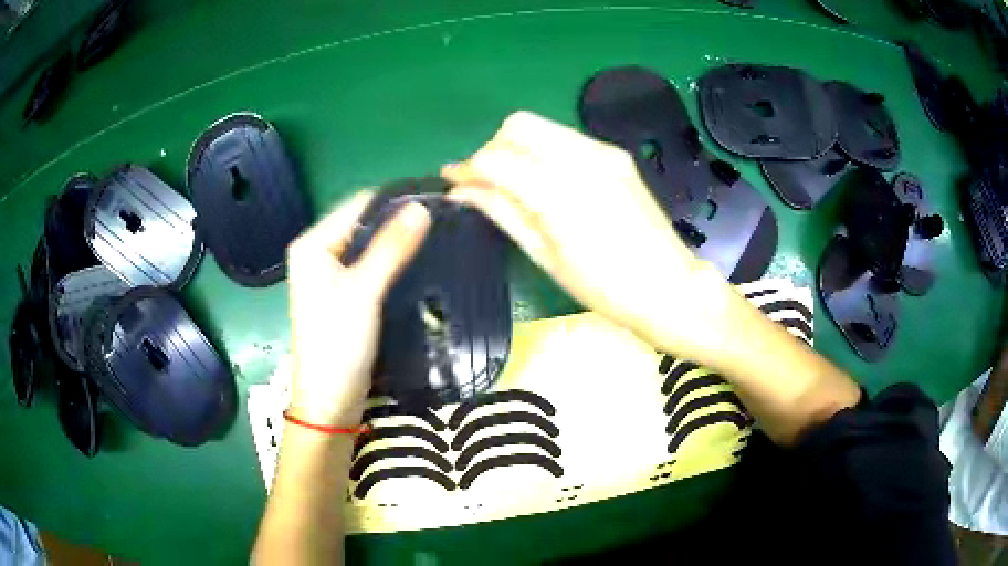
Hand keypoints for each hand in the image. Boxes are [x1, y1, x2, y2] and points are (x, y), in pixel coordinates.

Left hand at [285, 192, 430, 425]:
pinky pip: (370, 268)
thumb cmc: (337, 343)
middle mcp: (318, 253)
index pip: (358, 205)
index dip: (395, 200)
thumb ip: (391, 247)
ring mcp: (330, 276)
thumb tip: (422, 206)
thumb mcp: (364, 291)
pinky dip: (392, 263)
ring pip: (369, 247)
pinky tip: (417, 263)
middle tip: (442, 221)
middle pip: (363, 224)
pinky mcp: (343, 296)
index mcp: (313, 244)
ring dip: (398, 243)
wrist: (329, 402)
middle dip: (398, 222)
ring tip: (437, 237)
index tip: (436, 200)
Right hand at [443, 111, 732, 357]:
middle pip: (517, 126)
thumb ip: (501, 212)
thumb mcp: (544, 254)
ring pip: (541, 126)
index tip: (452, 182)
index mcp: (558, 191)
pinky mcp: (616, 154)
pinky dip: (544, 151)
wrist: (668, 286)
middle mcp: (580, 157)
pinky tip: (548, 181)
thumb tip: (460, 191)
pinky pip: (566, 138)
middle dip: (493, 149)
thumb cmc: (603, 287)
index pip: (495, 158)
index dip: (467, 168)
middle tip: (488, 183)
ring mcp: (602, 151)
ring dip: (517, 147)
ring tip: (516, 183)